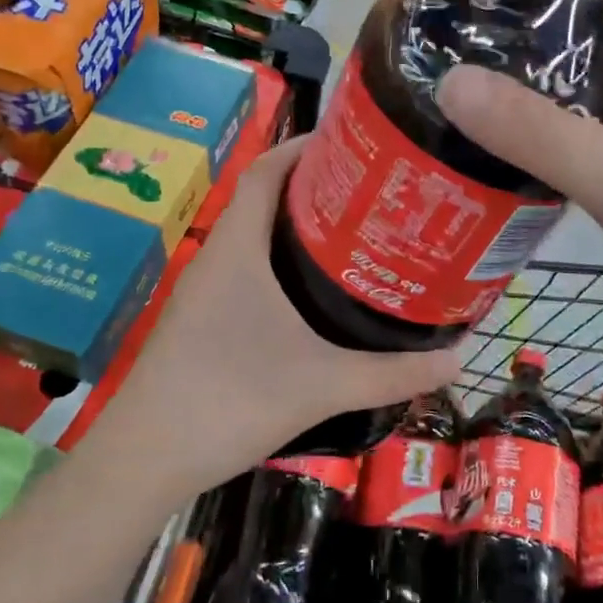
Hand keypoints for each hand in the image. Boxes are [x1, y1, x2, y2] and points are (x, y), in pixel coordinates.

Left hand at [102, 138, 461, 496]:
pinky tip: (314, 294)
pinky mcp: (201, 320)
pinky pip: (246, 269)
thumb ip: (392, 372)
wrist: (144, 460)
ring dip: (296, 227)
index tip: (351, 142)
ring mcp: (204, 291)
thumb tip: (458, 355)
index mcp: (238, 248)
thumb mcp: (322, 384)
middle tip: (372, 190)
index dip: (303, 147)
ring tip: (354, 233)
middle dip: (314, 186)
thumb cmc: (229, 401)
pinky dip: (280, 263)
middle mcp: (217, 257)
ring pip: (254, 237)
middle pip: (263, 198)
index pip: (266, 171)